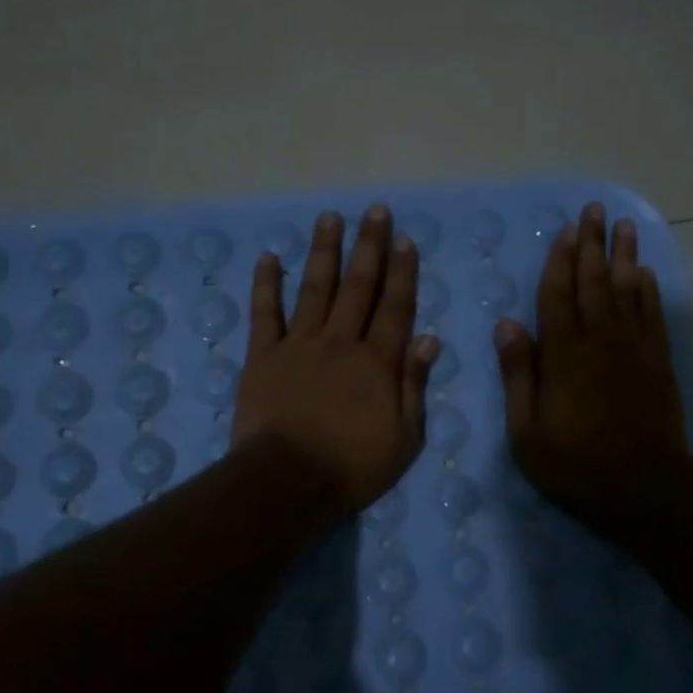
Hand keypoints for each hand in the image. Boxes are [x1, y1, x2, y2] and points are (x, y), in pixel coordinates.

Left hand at [233, 205, 439, 517]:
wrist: (288, 482)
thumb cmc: (353, 467)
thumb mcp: (404, 438)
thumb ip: (414, 386)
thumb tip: (429, 340)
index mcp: (378, 362)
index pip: (396, 307)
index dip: (402, 272)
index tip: (404, 239)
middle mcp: (341, 342)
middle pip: (358, 286)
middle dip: (369, 247)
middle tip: (375, 211)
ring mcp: (299, 345)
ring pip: (314, 288)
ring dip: (323, 252)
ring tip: (330, 218)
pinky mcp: (263, 357)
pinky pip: (264, 314)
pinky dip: (266, 285)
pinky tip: (269, 258)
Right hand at [495, 202, 690, 538]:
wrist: (644, 485)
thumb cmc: (575, 463)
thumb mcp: (527, 430)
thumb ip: (518, 374)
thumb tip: (506, 325)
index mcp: (563, 353)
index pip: (557, 295)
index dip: (559, 261)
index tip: (564, 231)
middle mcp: (600, 339)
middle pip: (594, 282)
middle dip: (592, 244)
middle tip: (593, 210)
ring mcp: (634, 347)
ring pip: (627, 289)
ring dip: (623, 255)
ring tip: (622, 225)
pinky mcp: (658, 361)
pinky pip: (652, 313)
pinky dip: (647, 289)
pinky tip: (644, 273)